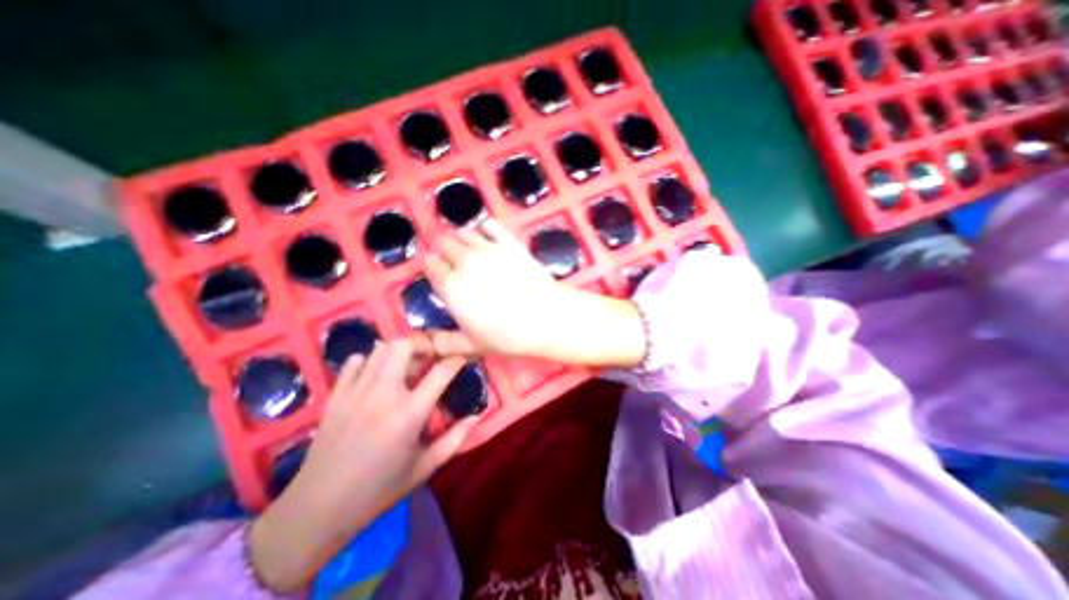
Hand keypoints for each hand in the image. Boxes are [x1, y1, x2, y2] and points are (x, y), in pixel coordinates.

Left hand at [248, 339, 477, 591]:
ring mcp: (356, 391)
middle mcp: (384, 394)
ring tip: (405, 366)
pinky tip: (375, 376)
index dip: (457, 358)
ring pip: (380, 348)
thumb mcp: (424, 467)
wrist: (318, 509)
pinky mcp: (336, 395)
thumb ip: (455, 439)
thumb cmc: (379, 489)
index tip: (463, 357)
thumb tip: (477, 416)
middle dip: (422, 344)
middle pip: (404, 345)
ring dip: (398, 352)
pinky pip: (355, 361)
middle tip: (429, 357)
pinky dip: (370, 361)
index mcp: (410, 413)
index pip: (441, 371)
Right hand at [422, 217, 572, 357]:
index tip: (438, 273)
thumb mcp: (473, 346)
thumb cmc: (508, 336)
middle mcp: (465, 261)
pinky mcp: (509, 242)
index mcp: (451, 286)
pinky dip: (485, 228)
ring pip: (464, 232)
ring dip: (462, 239)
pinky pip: (489, 224)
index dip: (432, 267)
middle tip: (454, 263)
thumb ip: (445, 343)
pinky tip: (488, 238)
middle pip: (444, 243)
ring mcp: (488, 248)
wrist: (546, 318)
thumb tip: (426, 342)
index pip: (430, 264)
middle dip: (444, 251)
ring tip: (470, 251)